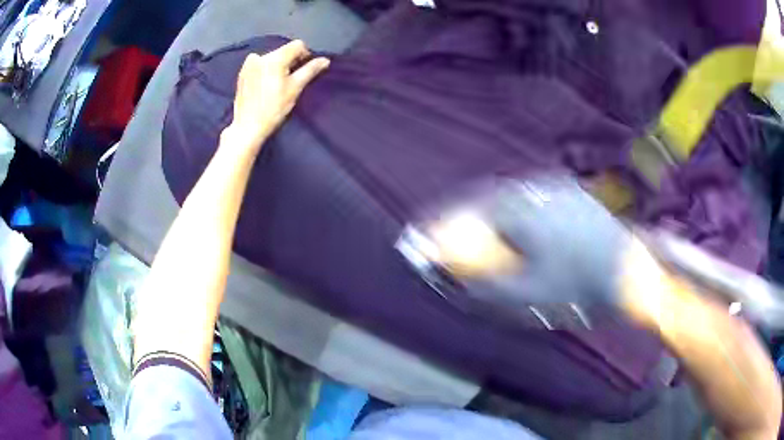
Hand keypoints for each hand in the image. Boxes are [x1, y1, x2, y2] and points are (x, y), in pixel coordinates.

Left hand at [225, 40, 329, 154]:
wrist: (247, 126)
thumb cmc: (274, 108)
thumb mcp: (295, 88)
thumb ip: (310, 70)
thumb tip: (325, 60)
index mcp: (275, 58)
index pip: (297, 45)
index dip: (305, 55)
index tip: (304, 71)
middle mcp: (261, 56)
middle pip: (284, 51)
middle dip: (290, 62)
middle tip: (290, 81)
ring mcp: (249, 64)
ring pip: (272, 57)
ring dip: (277, 66)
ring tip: (276, 85)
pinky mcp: (242, 72)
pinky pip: (259, 64)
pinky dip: (265, 70)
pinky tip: (264, 86)